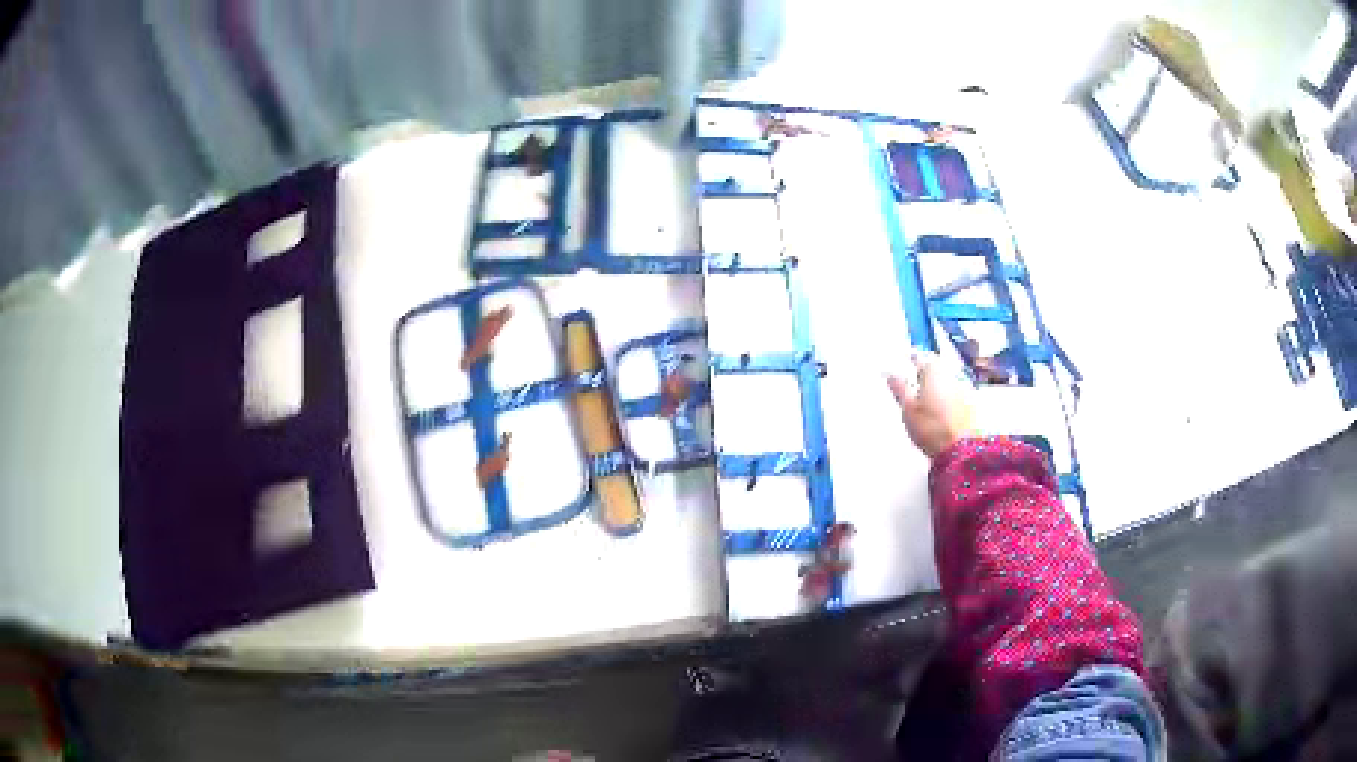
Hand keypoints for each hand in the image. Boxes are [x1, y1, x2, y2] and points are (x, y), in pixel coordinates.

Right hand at [887, 353, 978, 458]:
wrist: (962, 449)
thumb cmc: (932, 428)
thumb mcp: (908, 409)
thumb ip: (899, 388)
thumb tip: (890, 375)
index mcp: (934, 370)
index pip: (920, 358)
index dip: (912, 360)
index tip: (907, 361)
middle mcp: (952, 374)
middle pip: (937, 368)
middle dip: (927, 373)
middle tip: (916, 382)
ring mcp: (964, 389)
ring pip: (947, 381)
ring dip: (938, 386)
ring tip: (928, 401)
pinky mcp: (972, 404)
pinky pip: (957, 394)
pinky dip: (948, 399)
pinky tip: (942, 412)